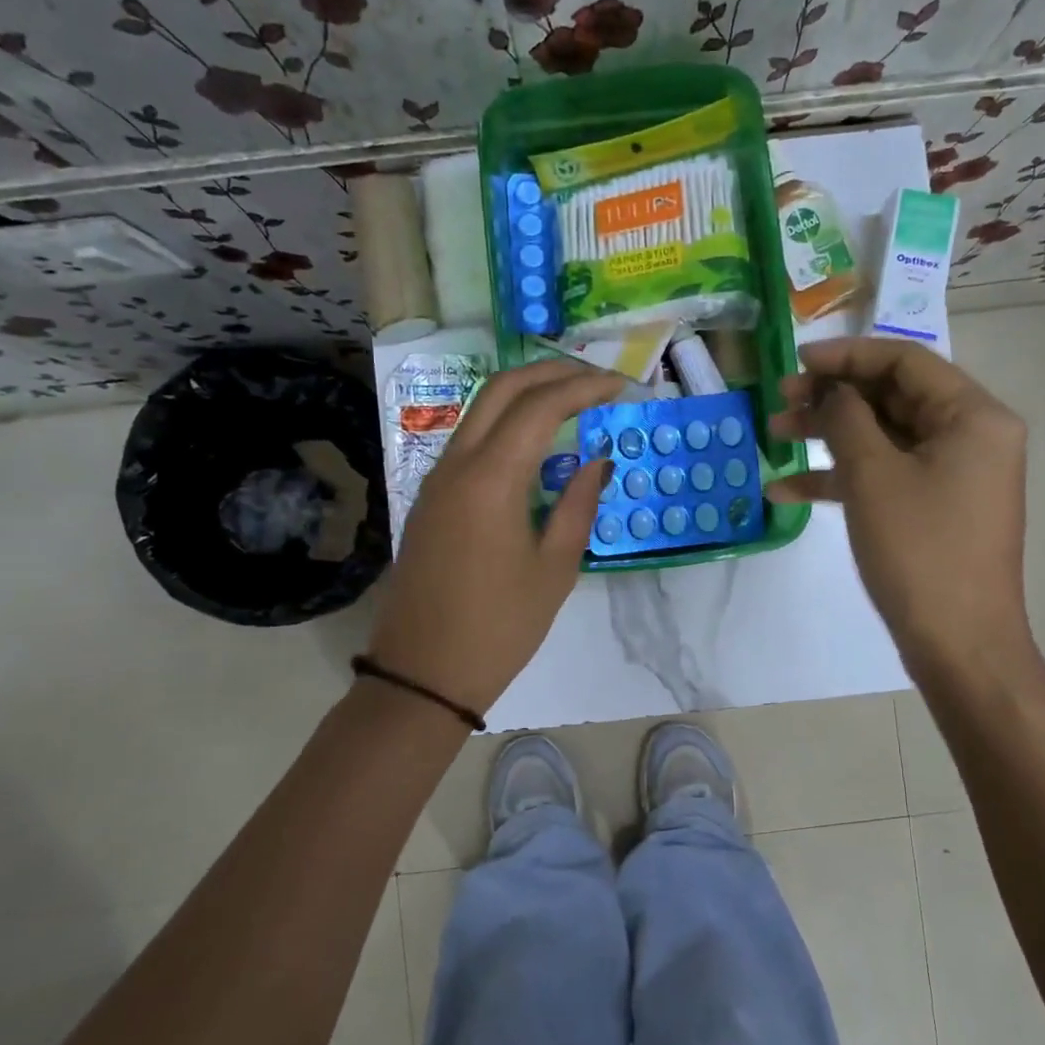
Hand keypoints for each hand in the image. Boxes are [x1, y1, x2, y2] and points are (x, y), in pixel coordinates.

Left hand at [367, 360, 621, 716]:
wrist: (424, 672)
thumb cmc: (500, 626)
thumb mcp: (555, 569)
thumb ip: (579, 504)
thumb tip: (598, 459)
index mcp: (490, 478)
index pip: (540, 406)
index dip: (583, 387)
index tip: (621, 386)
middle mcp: (456, 464)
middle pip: (501, 389)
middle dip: (551, 372)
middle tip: (595, 378)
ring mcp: (436, 479)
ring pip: (479, 410)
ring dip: (525, 393)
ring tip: (571, 401)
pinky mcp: (429, 499)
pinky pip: (468, 440)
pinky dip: (504, 423)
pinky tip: (534, 442)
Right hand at [768, 337, 1033, 675]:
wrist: (959, 644)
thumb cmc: (919, 551)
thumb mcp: (873, 476)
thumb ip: (846, 419)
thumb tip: (831, 392)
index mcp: (973, 416)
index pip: (906, 362)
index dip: (848, 355)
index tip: (797, 361)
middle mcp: (970, 437)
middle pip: (892, 397)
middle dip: (832, 398)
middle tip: (780, 401)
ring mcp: (952, 475)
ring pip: (883, 437)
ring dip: (828, 436)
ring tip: (773, 436)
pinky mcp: (934, 508)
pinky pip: (885, 476)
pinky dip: (841, 478)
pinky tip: (786, 488)